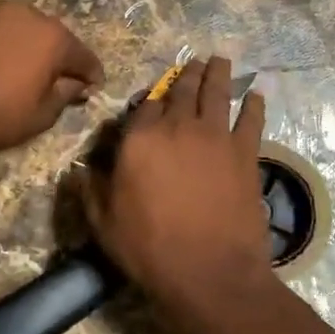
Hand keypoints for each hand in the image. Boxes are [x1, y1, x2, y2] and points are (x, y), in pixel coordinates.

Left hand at [0, 3, 102, 158]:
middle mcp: (28, 14)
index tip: (92, 87)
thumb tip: (77, 85)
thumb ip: (65, 95)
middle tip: (55, 79)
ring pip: (21, 28)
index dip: (91, 75)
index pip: (84, 56)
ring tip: (20, 69)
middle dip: (57, 57)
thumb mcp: (40, 116)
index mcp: (54, 37)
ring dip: (26, 45)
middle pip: (53, 36)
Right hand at [82, 57, 274, 333]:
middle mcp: (179, 127)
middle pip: (183, 90)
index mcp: (141, 139)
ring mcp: (217, 137)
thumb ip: (90, 191)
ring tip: (220, 61)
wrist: (210, 272)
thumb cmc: (150, 249)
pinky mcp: (247, 154)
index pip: (145, 106)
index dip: (150, 100)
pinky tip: (256, 95)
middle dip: (187, 74)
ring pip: (218, 94)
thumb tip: (78, 171)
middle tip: (194, 62)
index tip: (154, 99)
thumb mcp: (104, 224)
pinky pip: (252, 120)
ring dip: (218, 75)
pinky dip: (254, 105)